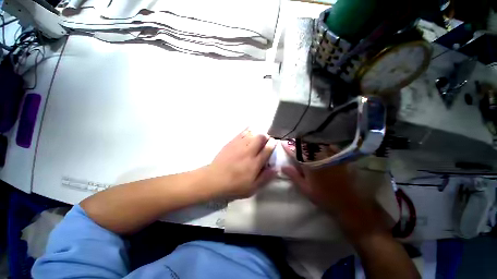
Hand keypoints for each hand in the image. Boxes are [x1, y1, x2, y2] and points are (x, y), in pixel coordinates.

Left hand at [207, 128, 276, 197]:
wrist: (214, 179)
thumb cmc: (234, 186)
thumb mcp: (252, 187)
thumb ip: (266, 177)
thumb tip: (277, 168)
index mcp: (255, 162)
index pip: (268, 149)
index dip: (273, 144)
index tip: (274, 144)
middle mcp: (249, 151)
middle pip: (261, 137)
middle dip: (266, 137)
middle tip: (265, 142)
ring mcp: (239, 145)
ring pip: (252, 133)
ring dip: (257, 134)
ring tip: (257, 139)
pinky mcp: (231, 142)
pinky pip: (242, 132)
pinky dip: (248, 131)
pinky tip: (249, 134)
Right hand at [280, 141, 382, 237]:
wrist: (346, 202)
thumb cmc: (322, 196)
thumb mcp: (305, 188)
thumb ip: (294, 176)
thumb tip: (283, 166)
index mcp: (309, 165)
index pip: (296, 153)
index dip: (289, 147)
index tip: (283, 143)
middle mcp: (319, 158)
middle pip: (307, 146)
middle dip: (298, 142)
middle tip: (293, 140)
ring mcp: (330, 157)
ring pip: (318, 145)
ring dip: (310, 142)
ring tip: (304, 140)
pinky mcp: (339, 159)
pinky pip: (331, 147)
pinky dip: (325, 144)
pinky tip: (322, 144)